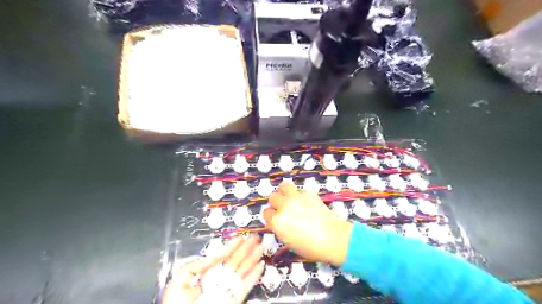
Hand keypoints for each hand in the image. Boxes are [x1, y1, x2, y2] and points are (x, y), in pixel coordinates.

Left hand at [163, 235, 265, 303]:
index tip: (241, 237)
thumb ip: (200, 264)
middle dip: (246, 248)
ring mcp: (227, 289)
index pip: (223, 257)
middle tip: (255, 238)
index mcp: (207, 273)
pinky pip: (246, 286)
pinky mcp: (234, 299)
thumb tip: (216, 254)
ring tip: (261, 247)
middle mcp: (219, 280)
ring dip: (253, 258)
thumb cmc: (176, 303)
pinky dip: (254, 276)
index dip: (233, 246)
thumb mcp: (183, 277)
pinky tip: (260, 265)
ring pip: (243, 270)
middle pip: (236, 261)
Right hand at [263, 183, 351, 265]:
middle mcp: (284, 206)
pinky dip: (301, 196)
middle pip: (273, 197)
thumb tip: (280, 223)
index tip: (275, 218)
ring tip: (289, 198)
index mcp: (277, 221)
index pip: (266, 213)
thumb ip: (281, 229)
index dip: (270, 216)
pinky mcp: (308, 194)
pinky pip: (300, 191)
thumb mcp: (289, 242)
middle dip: (276, 203)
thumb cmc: (310, 247)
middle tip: (283, 208)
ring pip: (283, 186)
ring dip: (284, 192)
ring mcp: (296, 198)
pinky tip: (306, 203)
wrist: (333, 238)